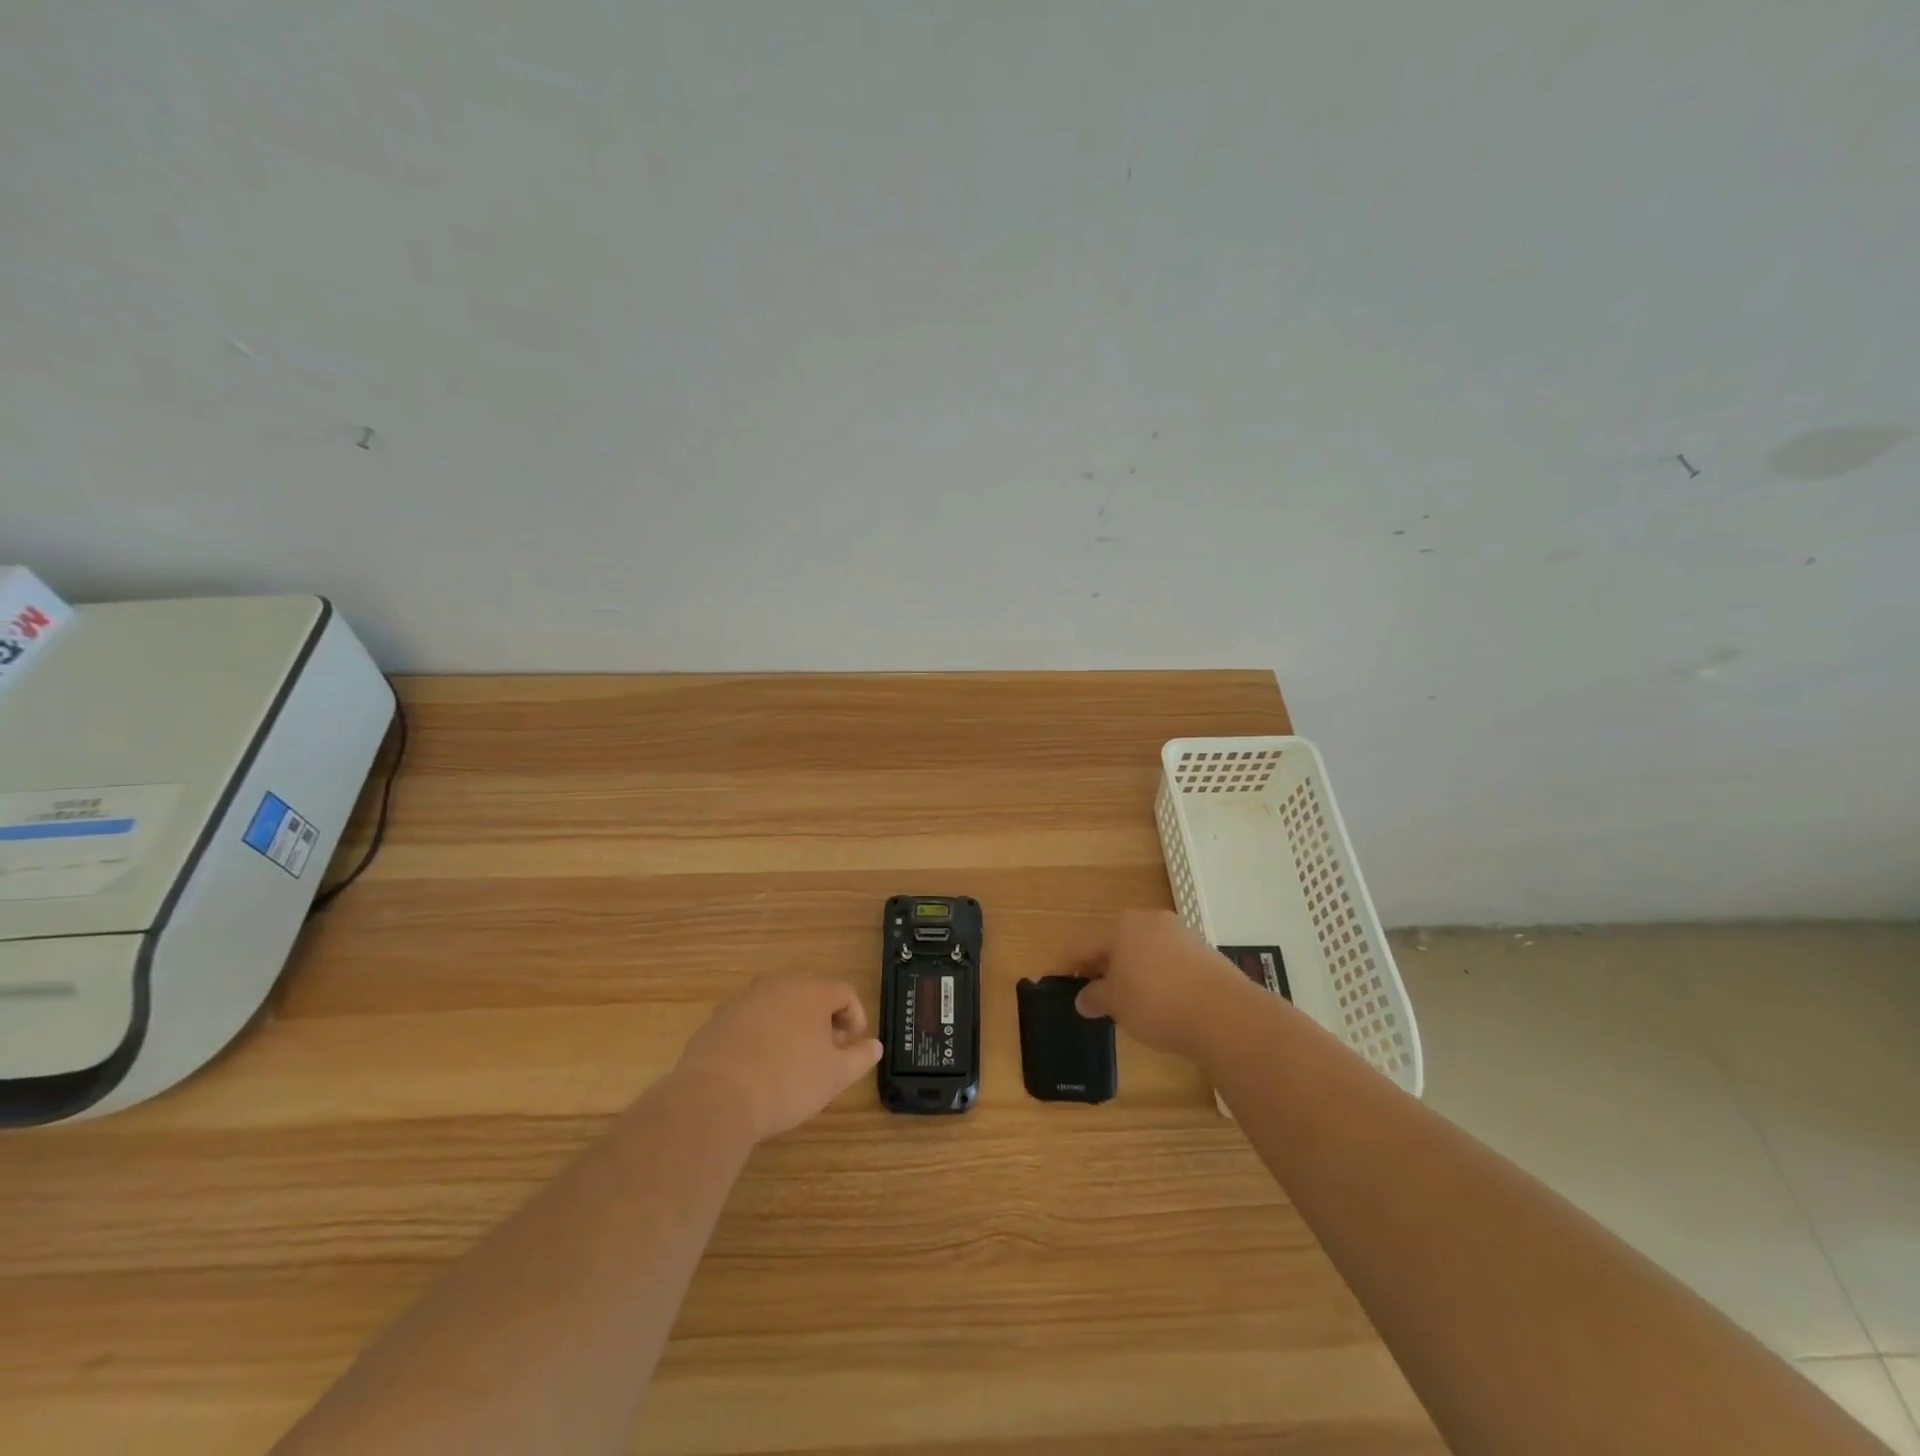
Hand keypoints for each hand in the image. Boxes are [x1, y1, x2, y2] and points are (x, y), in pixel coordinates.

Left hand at [673, 976, 883, 1142]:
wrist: (715, 1098)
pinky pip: (752, 1020)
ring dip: (793, 1027)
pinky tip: (760, 1067)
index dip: (856, 1020)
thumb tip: (874, 1046)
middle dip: (825, 1022)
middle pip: (812, 995)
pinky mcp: (719, 1017)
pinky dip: (763, 1036)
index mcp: (812, 990)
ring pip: (780, 1006)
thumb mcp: (835, 1076)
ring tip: (793, 1063)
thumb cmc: (787, 1082)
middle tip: (826, 1056)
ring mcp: (745, 998)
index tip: (851, 1050)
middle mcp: (779, 984)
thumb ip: (860, 1057)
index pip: (846, 993)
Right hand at [1065, 909, 1257, 1060]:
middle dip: (1105, 968)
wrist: (1223, 1013)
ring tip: (1128, 1003)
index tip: (1061, 981)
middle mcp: (1152, 921)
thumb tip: (1083, 998)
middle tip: (1094, 994)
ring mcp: (1182, 935)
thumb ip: (1095, 997)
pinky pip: (1171, 965)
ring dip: (1134, 973)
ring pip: (1146, 953)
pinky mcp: (1206, 954)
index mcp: (1123, 925)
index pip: (1087, 946)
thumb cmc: (1155, 1001)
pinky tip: (1161, 1003)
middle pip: (1119, 945)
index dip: (1072, 965)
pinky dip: (1160, 980)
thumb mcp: (1116, 1004)